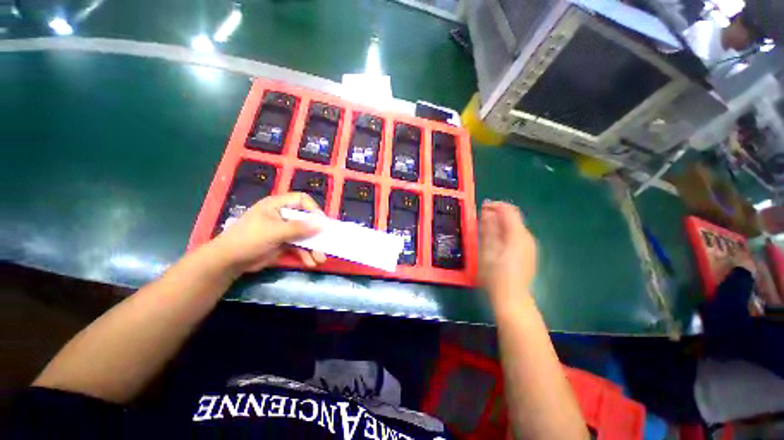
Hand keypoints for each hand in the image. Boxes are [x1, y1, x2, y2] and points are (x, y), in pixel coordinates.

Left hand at [209, 192, 326, 273]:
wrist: (228, 262)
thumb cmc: (249, 239)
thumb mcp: (275, 231)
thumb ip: (299, 228)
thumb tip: (322, 224)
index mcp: (278, 205)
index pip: (302, 200)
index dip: (313, 209)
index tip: (322, 223)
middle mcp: (283, 215)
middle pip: (306, 220)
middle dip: (316, 234)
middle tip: (325, 244)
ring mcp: (284, 230)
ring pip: (305, 236)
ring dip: (313, 247)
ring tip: (319, 259)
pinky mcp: (283, 243)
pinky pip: (299, 246)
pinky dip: (305, 254)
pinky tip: (310, 263)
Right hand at [479, 201, 536, 304]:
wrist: (512, 298)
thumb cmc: (495, 274)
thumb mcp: (487, 249)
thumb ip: (488, 228)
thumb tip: (487, 211)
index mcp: (517, 235)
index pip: (509, 210)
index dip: (495, 205)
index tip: (482, 207)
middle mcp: (527, 237)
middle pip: (513, 217)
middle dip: (497, 214)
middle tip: (482, 219)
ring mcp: (530, 246)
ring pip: (515, 226)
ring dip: (501, 223)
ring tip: (486, 230)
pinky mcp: (529, 254)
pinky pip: (518, 236)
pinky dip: (506, 232)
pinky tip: (497, 242)